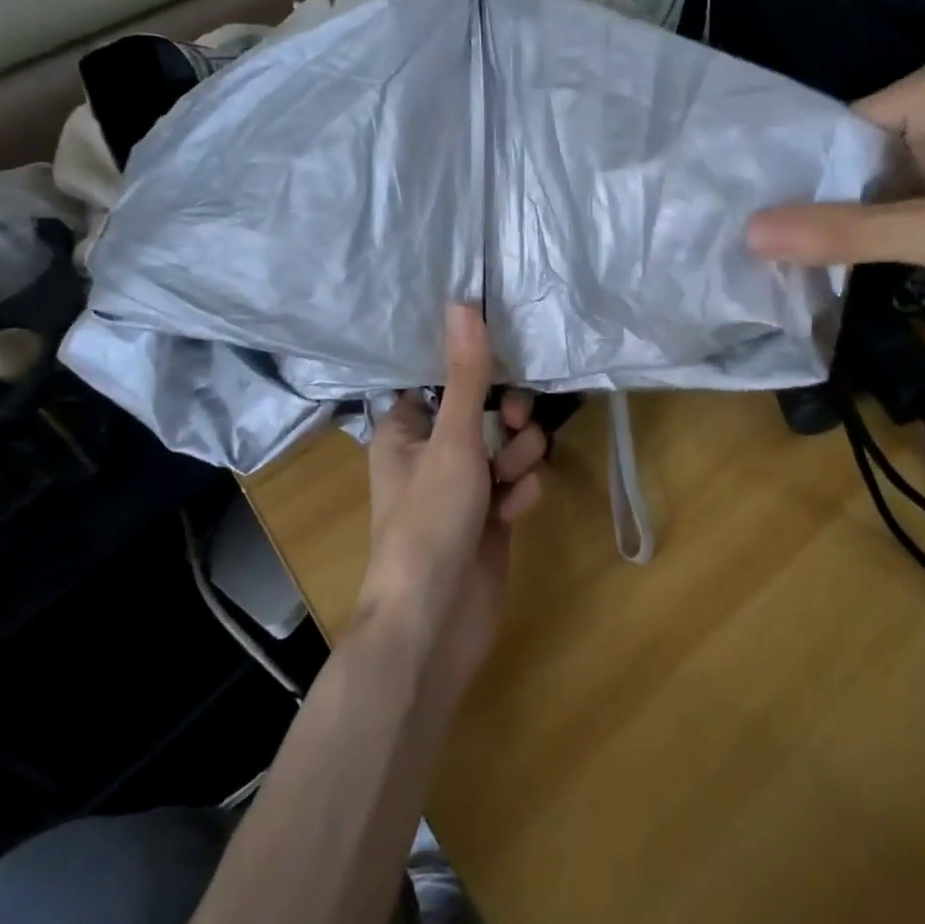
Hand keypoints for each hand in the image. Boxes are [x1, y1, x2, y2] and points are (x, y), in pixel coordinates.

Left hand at [357, 305, 546, 688]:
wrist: (434, 620)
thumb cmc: (429, 520)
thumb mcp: (452, 439)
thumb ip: (465, 374)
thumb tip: (462, 303)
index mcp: (405, 428)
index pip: (441, 378)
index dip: (473, 369)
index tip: (504, 361)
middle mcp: (432, 452)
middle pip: (483, 410)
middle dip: (506, 418)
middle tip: (513, 425)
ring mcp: (463, 487)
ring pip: (506, 447)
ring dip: (518, 456)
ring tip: (512, 478)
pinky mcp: (490, 516)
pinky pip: (515, 484)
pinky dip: (519, 492)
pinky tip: (515, 510)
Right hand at [746, 55, 924, 347]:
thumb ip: (846, 234)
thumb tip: (749, 235)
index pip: (838, 132)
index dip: (796, 183)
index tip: (749, 231)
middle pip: (857, 163)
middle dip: (820, 211)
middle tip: (758, 260)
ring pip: (883, 192)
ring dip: (852, 232)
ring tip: (786, 272)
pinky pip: (914, 210)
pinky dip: (887, 241)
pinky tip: (845, 273)